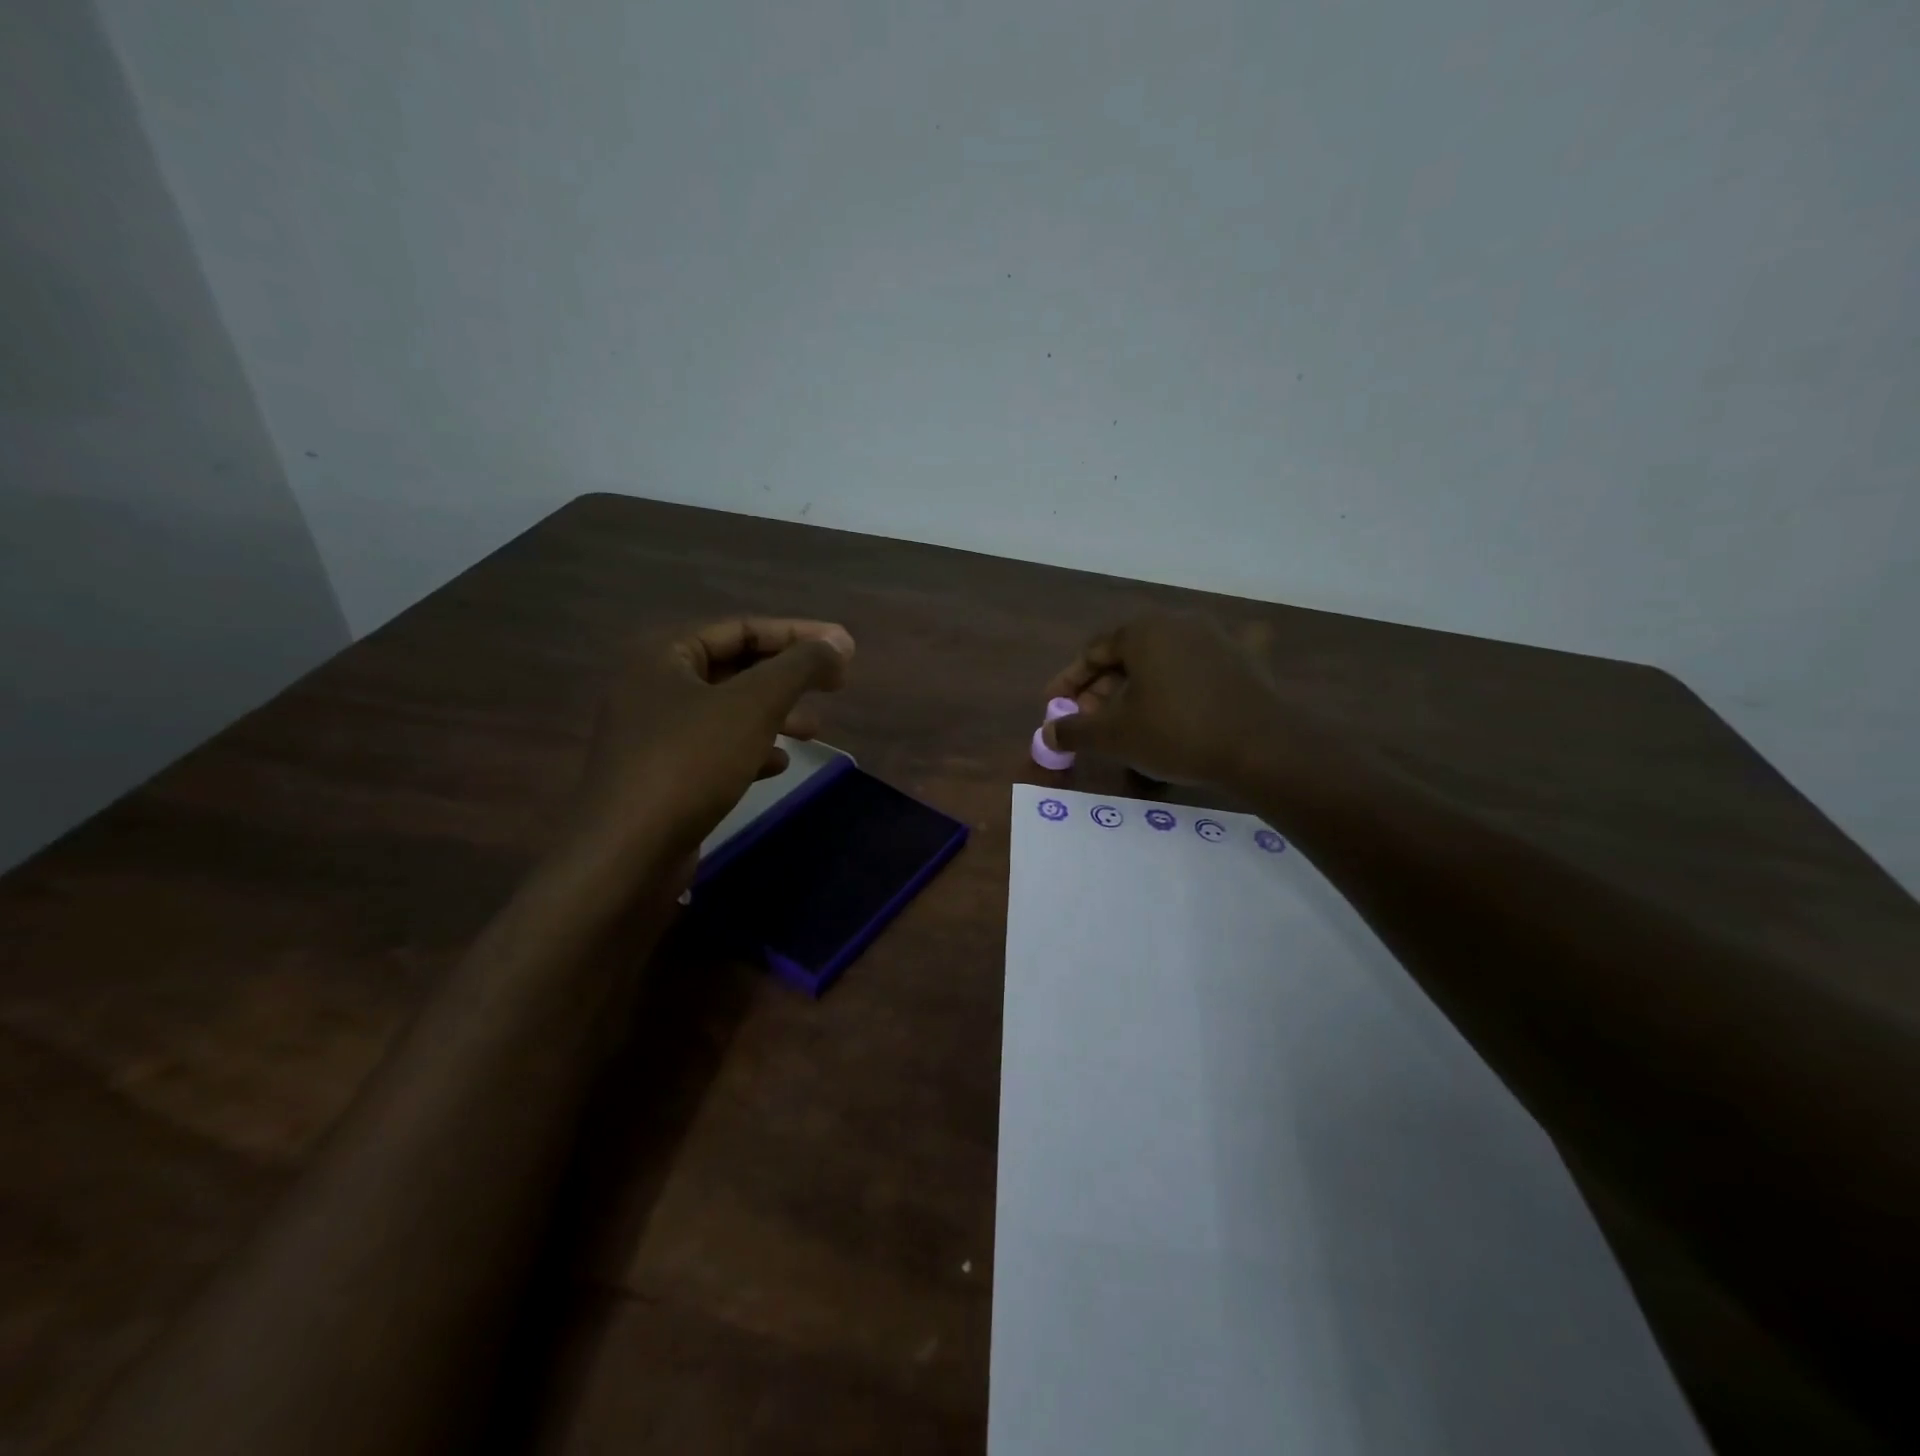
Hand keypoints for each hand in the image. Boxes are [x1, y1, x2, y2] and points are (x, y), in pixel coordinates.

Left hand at [568, 617, 853, 867]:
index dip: (797, 635)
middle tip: (835, 687)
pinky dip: (751, 750)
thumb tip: (840, 641)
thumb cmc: (690, 763)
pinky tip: (778, 765)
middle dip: (788, 678)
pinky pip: (715, 749)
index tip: (844, 650)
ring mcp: (654, 734)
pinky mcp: (661, 775)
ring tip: (815, 730)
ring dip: (775, 715)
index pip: (742, 628)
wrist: (626, 856)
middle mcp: (653, 686)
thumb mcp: (753, 705)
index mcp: (664, 654)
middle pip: (735, 668)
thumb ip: (799, 667)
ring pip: (728, 712)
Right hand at [1044, 614, 1286, 788]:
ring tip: (1129, 714)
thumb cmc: (1176, 733)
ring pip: (1165, 657)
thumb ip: (1075, 731)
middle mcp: (1179, 622)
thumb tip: (1048, 733)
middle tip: (1088, 719)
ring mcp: (1218, 637)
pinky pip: (1212, 659)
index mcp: (1143, 630)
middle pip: (1128, 653)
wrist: (1260, 748)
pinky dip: (1197, 670)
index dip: (1069, 681)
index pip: (1093, 651)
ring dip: (1141, 683)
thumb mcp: (1114, 736)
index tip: (1054, 706)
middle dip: (1102, 687)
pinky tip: (1198, 679)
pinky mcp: (1248, 659)